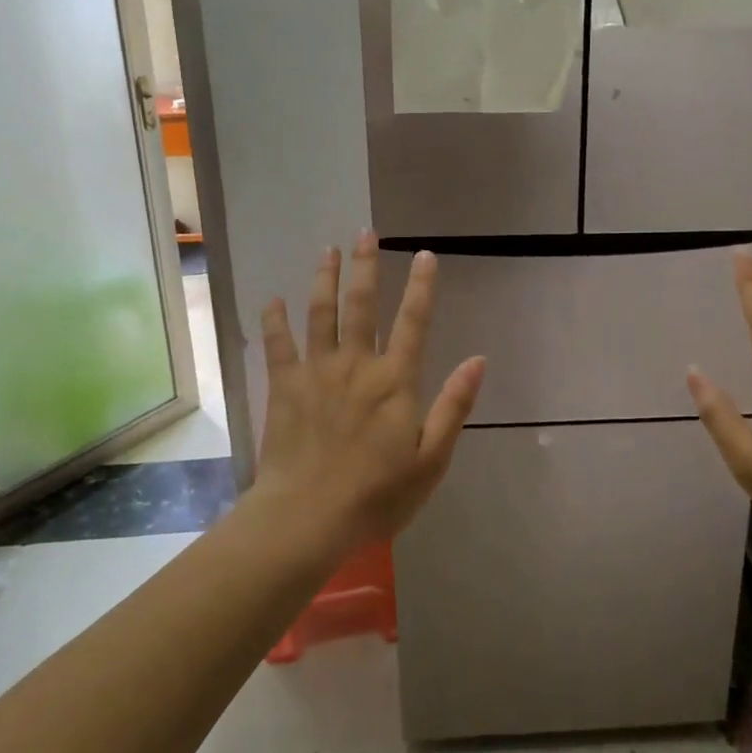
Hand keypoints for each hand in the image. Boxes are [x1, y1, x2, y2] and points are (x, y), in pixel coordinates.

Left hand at [255, 230, 485, 552]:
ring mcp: (317, 373)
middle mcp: (357, 365)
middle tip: (366, 233)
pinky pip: (278, 345)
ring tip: (328, 250)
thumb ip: (453, 406)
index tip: (425, 255)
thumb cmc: (376, 494)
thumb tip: (478, 360)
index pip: (413, 321)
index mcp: (395, 380)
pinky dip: (274, 320)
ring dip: (325, 279)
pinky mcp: (285, 388)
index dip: (421, 287)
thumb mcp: (431, 459)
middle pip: (362, 305)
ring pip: (320, 314)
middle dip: (366, 266)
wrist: (306, 518)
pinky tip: (272, 299)